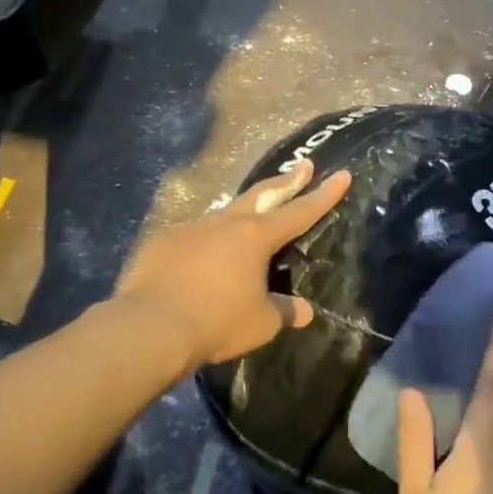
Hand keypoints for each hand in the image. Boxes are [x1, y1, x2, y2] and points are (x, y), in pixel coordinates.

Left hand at [114, 159, 350, 369]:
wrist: (150, 327)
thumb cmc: (217, 322)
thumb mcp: (261, 323)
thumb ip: (284, 311)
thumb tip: (304, 310)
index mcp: (256, 237)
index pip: (300, 212)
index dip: (324, 195)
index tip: (342, 174)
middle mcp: (225, 223)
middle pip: (263, 195)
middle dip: (287, 181)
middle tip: (303, 166)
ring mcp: (191, 229)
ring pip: (225, 213)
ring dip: (244, 210)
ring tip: (251, 215)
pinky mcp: (164, 243)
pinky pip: (194, 236)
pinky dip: (207, 241)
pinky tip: (203, 256)